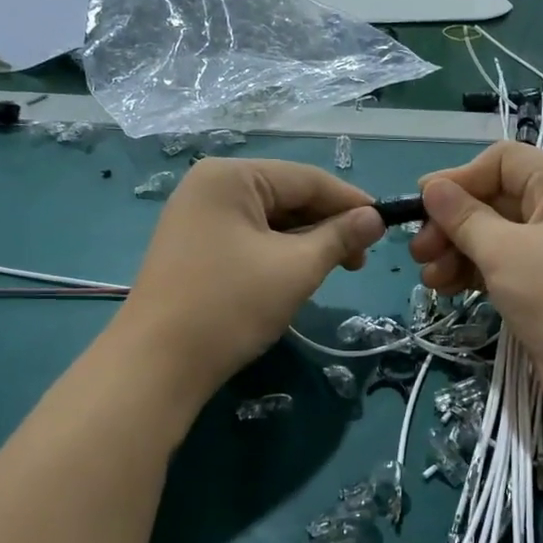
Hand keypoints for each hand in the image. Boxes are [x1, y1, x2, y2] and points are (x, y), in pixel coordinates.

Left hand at [116, 158, 383, 405]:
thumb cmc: (230, 306)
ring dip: (305, 242)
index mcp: (231, 176)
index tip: (386, 225)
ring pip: (269, 220)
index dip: (351, 201)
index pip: (306, 178)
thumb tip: (375, 218)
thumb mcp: (296, 268)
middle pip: (286, 196)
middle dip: (326, 225)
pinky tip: (296, 275)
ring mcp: (197, 217)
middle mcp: (210, 186)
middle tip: (359, 260)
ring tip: (333, 271)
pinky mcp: (193, 247)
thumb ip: (340, 237)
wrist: (157, 365)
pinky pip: (249, 238)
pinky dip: (278, 253)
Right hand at [409, 142, 542, 426]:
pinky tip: (447, 289)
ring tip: (429, 278)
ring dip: (457, 251)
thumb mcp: (505, 252)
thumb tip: (431, 187)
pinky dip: (474, 273)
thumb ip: (464, 218)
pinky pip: (503, 266)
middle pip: (494, 200)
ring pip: (494, 237)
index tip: (422, 205)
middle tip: (418, 252)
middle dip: (452, 223)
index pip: (502, 161)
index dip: (459, 179)